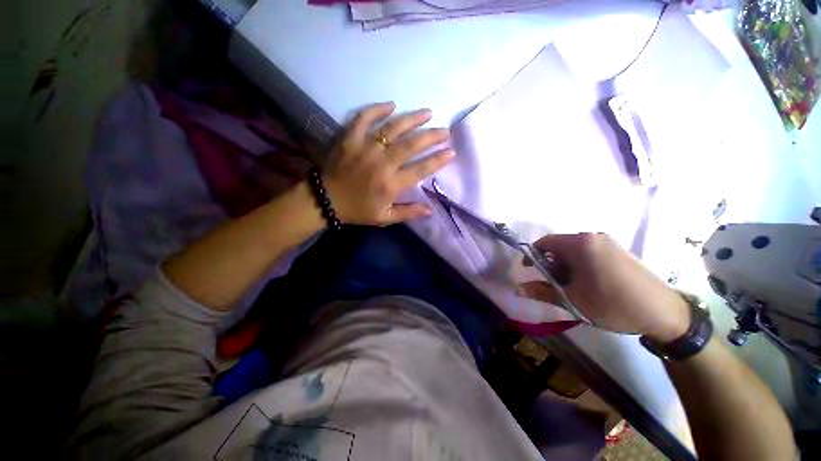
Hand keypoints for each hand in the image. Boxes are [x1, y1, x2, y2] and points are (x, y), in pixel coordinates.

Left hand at [322, 102, 453, 225]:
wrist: (326, 200)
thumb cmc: (357, 210)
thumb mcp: (384, 218)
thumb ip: (408, 213)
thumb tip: (430, 210)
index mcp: (391, 184)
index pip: (421, 169)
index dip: (438, 160)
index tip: (451, 152)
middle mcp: (382, 163)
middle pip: (411, 145)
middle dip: (432, 136)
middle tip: (445, 130)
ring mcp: (365, 148)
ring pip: (393, 128)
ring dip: (412, 119)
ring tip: (427, 113)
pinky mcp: (350, 138)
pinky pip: (364, 118)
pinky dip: (377, 109)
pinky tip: (391, 105)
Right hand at [520, 233, 689, 342]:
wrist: (665, 313)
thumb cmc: (613, 304)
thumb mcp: (573, 300)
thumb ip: (542, 291)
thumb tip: (518, 288)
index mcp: (581, 244)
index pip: (545, 242)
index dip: (532, 255)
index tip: (528, 270)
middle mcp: (593, 237)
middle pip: (559, 246)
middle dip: (551, 264)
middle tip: (553, 284)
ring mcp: (608, 243)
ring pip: (574, 251)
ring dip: (565, 267)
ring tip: (572, 288)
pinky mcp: (618, 251)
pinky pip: (589, 253)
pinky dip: (580, 266)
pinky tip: (588, 285)